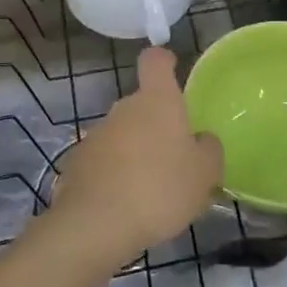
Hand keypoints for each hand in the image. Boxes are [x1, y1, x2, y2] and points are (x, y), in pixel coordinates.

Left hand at [52, 47, 221, 266]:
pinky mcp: (77, 164)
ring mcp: (96, 135)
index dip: (164, 61)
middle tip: (175, 158)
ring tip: (151, 191)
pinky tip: (126, 205)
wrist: (95, 225)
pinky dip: (115, 176)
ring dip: (136, 153)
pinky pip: (104, 162)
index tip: (172, 69)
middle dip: (157, 125)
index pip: (155, 61)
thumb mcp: (204, 174)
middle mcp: (123, 109)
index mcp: (157, 101)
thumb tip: (202, 140)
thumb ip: (209, 150)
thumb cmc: (159, 189)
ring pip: (123, 135)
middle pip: (142, 105)